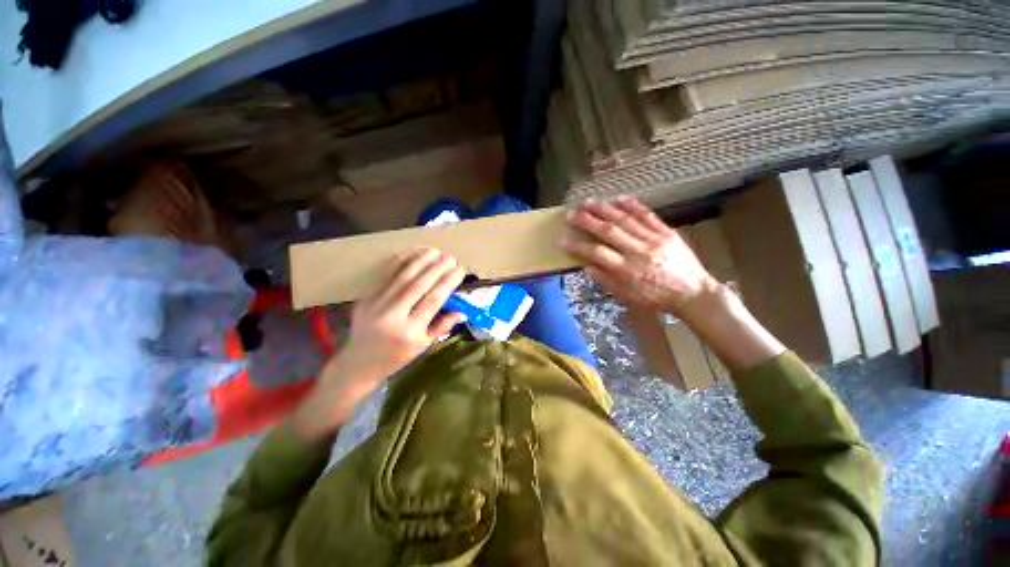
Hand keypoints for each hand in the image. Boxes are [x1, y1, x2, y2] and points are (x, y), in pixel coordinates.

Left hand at [293, 248, 465, 440]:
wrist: (358, 362)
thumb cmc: (395, 357)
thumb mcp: (422, 346)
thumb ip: (442, 326)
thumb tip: (463, 311)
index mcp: (409, 331)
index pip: (433, 300)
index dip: (448, 282)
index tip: (459, 270)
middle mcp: (392, 315)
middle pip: (418, 285)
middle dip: (437, 268)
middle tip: (451, 257)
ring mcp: (376, 304)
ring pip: (402, 276)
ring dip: (420, 261)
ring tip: (435, 251)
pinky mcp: (366, 297)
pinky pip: (385, 275)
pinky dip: (400, 262)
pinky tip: (412, 253)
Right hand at [560, 196, 720, 319]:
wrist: (693, 293)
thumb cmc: (656, 298)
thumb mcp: (627, 296)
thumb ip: (606, 280)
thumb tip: (587, 265)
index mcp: (627, 270)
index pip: (596, 253)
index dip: (577, 245)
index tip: (562, 239)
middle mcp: (638, 251)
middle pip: (608, 231)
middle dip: (587, 221)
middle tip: (571, 213)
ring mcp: (654, 239)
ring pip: (625, 220)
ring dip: (605, 209)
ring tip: (589, 202)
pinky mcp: (667, 232)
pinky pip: (648, 215)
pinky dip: (633, 206)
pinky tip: (619, 199)